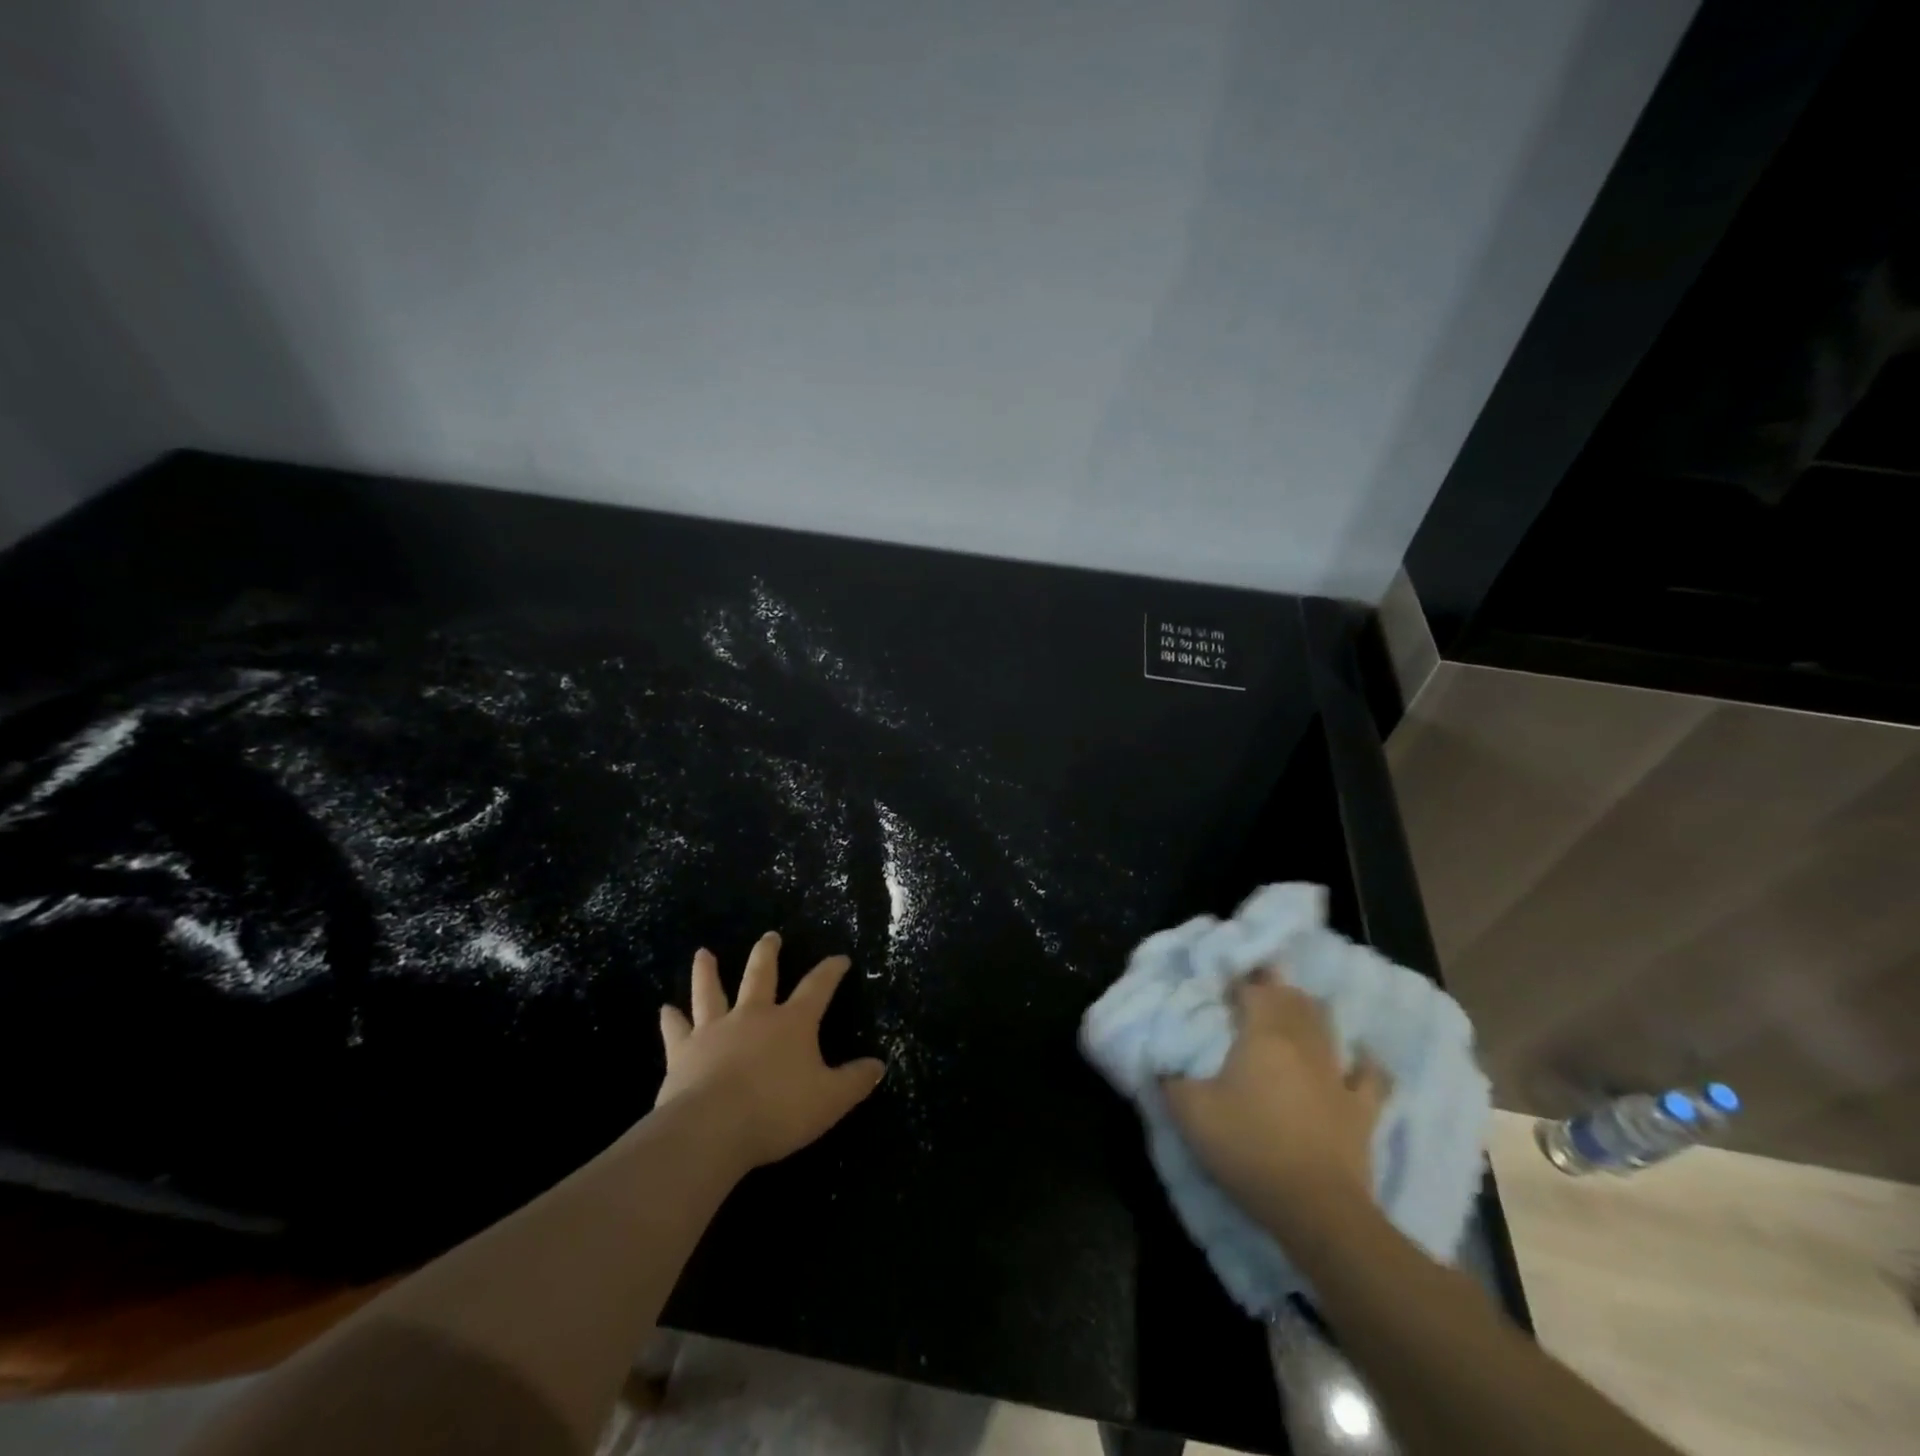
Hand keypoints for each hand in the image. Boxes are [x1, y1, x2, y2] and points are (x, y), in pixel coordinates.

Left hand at [656, 933, 885, 1170]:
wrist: (713, 1128)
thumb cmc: (778, 1111)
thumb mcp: (830, 1100)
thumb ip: (855, 1081)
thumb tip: (879, 1065)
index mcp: (792, 1022)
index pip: (817, 987)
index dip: (831, 970)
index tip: (840, 958)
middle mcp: (754, 1015)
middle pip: (762, 975)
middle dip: (768, 954)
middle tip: (771, 936)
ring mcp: (715, 1030)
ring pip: (712, 992)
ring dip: (708, 972)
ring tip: (703, 953)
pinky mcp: (684, 1052)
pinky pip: (676, 1030)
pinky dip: (671, 1019)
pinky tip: (665, 1010)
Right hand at [1162, 973, 1389, 1245]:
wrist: (1315, 1207)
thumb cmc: (1249, 1148)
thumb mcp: (1191, 1113)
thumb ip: (1171, 1080)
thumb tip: (1160, 1064)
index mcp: (1262, 1035)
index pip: (1253, 990)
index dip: (1239, 982)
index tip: (1223, 984)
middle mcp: (1302, 1043)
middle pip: (1292, 1000)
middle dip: (1274, 988)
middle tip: (1255, 988)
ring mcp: (1336, 1074)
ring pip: (1326, 1026)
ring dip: (1310, 1012)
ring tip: (1295, 1008)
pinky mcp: (1362, 1108)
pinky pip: (1371, 1075)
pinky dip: (1365, 1061)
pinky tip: (1362, 1055)